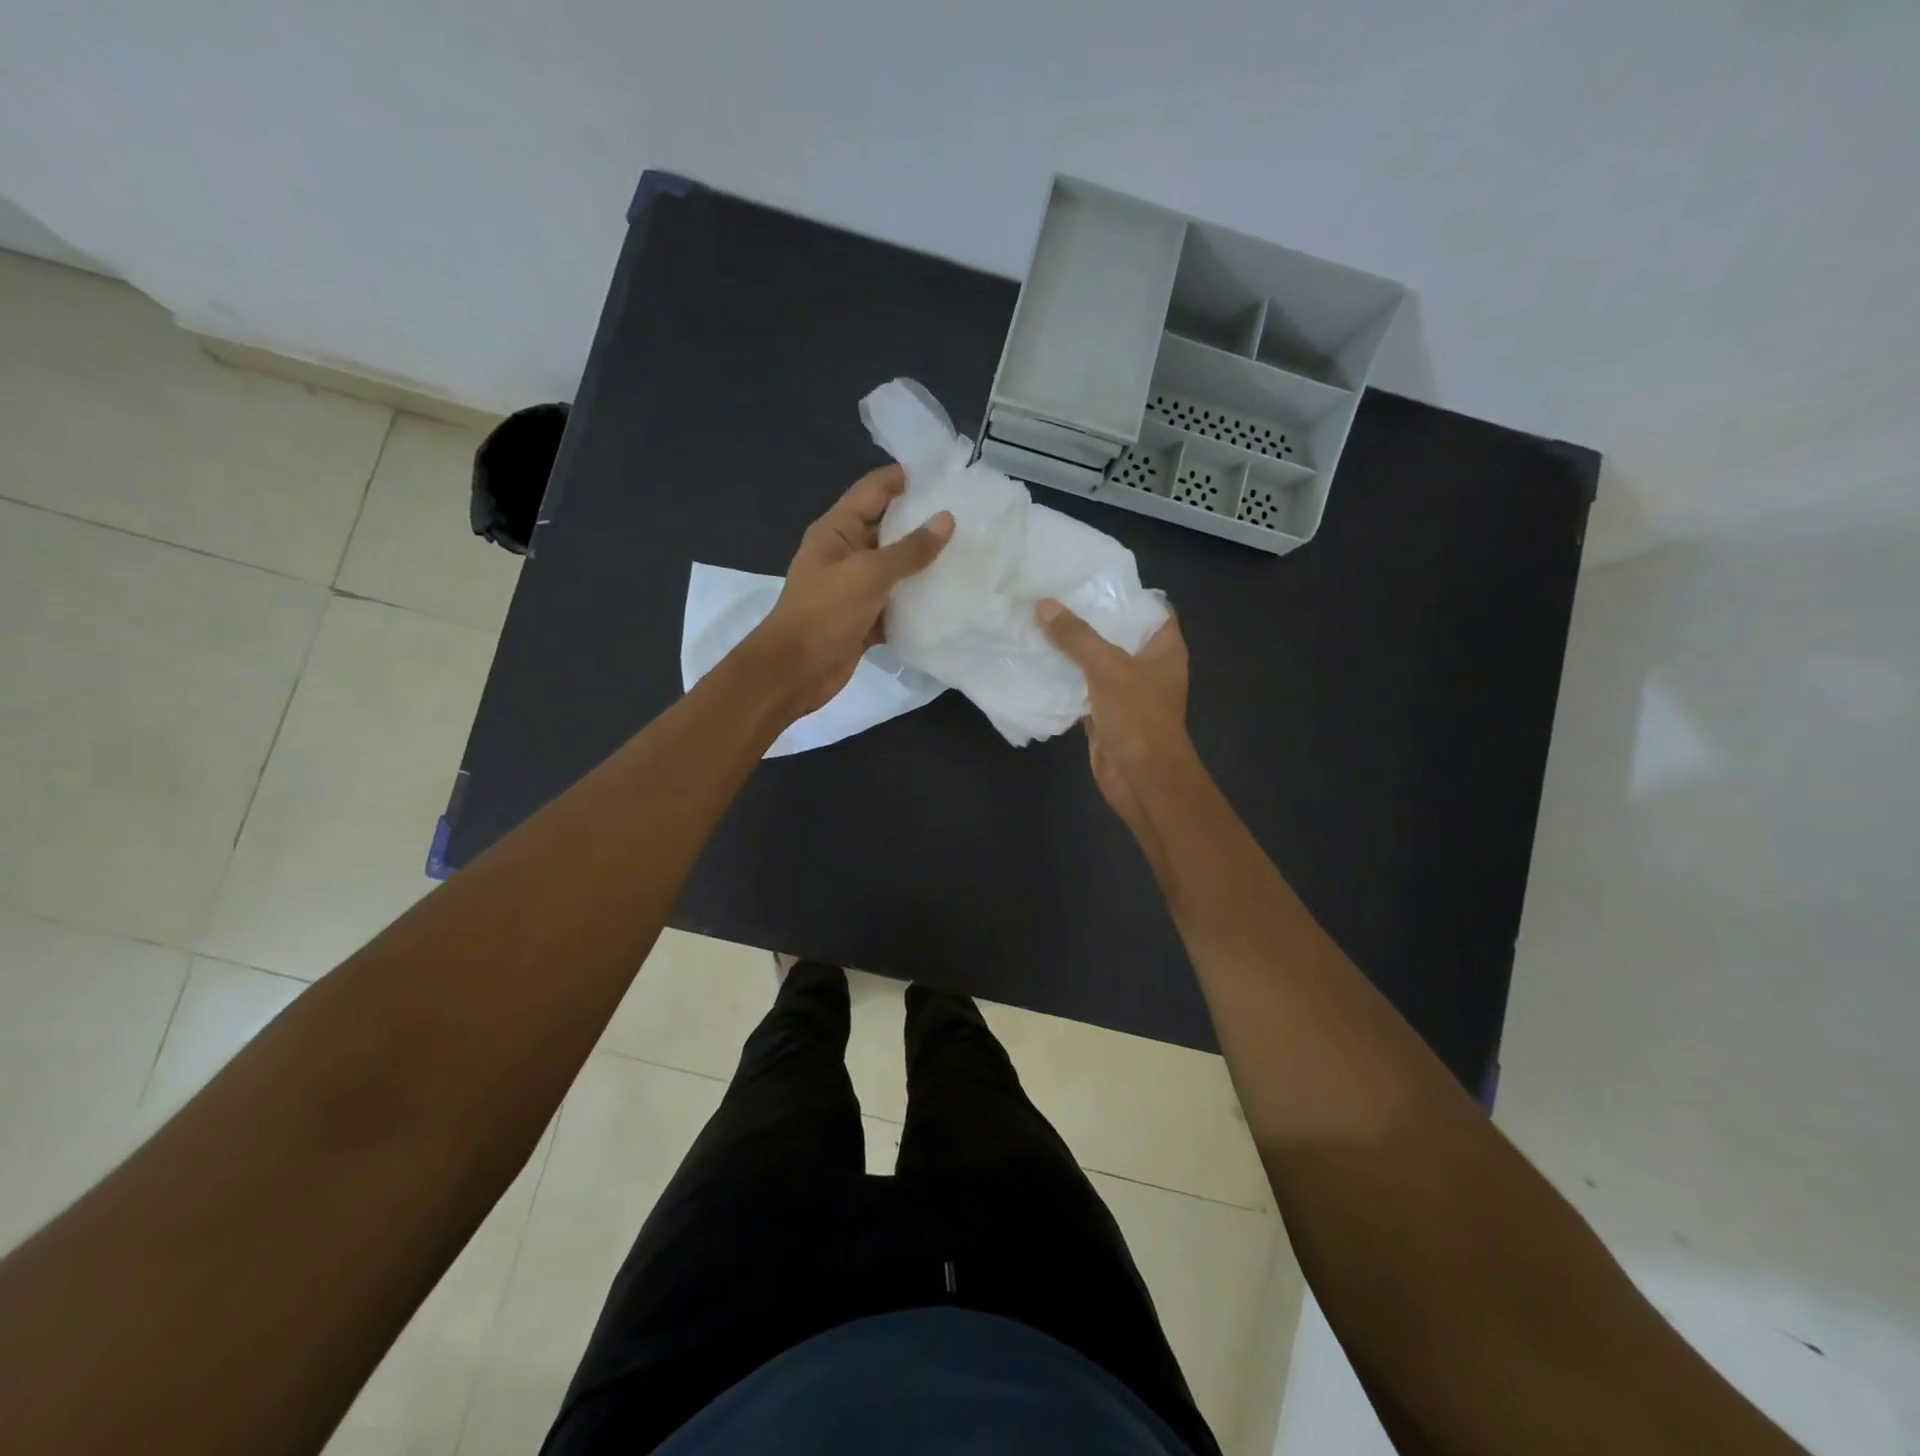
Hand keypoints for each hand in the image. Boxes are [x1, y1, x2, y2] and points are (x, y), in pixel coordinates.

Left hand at [746, 465, 952, 716]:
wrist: (795, 671)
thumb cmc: (825, 613)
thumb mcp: (868, 574)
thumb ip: (909, 549)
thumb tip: (946, 520)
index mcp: (838, 530)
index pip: (874, 490)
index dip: (906, 479)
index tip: (948, 477)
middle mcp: (846, 553)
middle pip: (889, 528)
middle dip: (924, 524)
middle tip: (970, 519)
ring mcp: (855, 588)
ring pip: (896, 569)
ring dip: (925, 566)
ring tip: (969, 555)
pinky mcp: (865, 618)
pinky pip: (896, 603)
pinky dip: (917, 603)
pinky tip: (949, 599)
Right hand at [1037, 599, 1194, 833]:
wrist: (1142, 778)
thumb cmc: (1138, 716)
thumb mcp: (1106, 667)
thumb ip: (1076, 636)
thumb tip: (1044, 604)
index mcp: (1164, 648)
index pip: (1150, 608)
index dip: (1125, 592)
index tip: (1091, 577)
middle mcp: (1148, 666)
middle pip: (1118, 633)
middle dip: (1089, 618)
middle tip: (1053, 596)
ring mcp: (1127, 692)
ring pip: (1097, 662)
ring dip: (1072, 650)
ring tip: (1038, 623)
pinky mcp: (1106, 714)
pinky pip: (1083, 689)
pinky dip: (1064, 680)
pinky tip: (1037, 664)